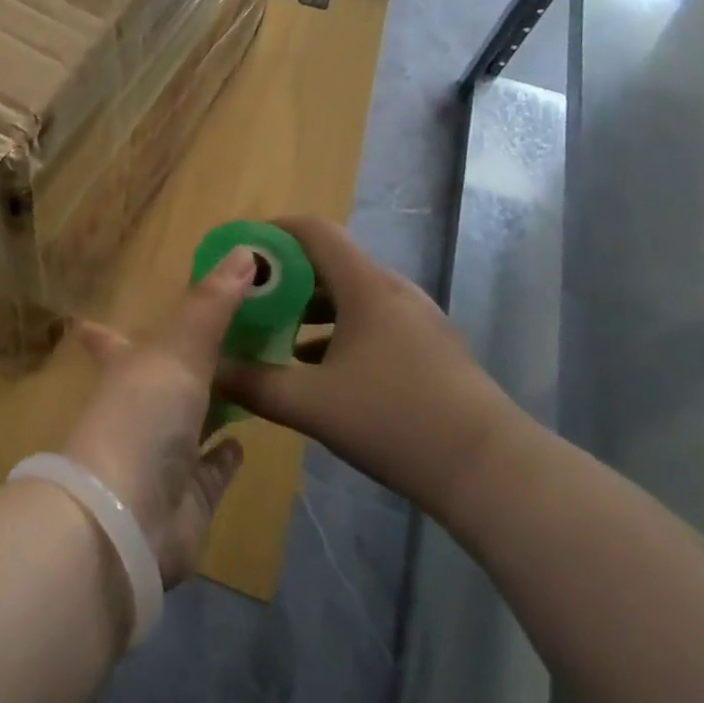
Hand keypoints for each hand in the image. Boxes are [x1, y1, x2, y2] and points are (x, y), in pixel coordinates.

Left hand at [61, 248, 252, 585]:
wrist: (126, 520)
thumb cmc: (142, 419)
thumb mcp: (177, 350)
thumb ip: (211, 304)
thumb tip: (245, 249)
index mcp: (124, 370)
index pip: (110, 341)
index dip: (104, 329)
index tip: (96, 316)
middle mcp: (139, 410)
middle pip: (163, 379)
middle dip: (187, 361)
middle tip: (229, 338)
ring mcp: (163, 456)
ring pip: (191, 420)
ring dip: (214, 402)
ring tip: (249, 378)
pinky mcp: (189, 497)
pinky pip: (212, 470)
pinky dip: (225, 456)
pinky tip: (244, 442)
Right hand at [212, 216, 520, 519]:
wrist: (492, 472)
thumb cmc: (396, 421)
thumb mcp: (312, 404)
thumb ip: (254, 384)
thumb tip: (210, 370)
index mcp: (365, 285)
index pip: (313, 230)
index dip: (272, 232)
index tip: (239, 251)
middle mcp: (392, 290)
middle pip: (329, 262)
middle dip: (283, 277)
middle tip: (247, 300)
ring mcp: (415, 319)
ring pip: (350, 295)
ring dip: (309, 308)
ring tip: (274, 335)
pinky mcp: (428, 348)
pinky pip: (371, 321)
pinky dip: (336, 331)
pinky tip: (317, 369)